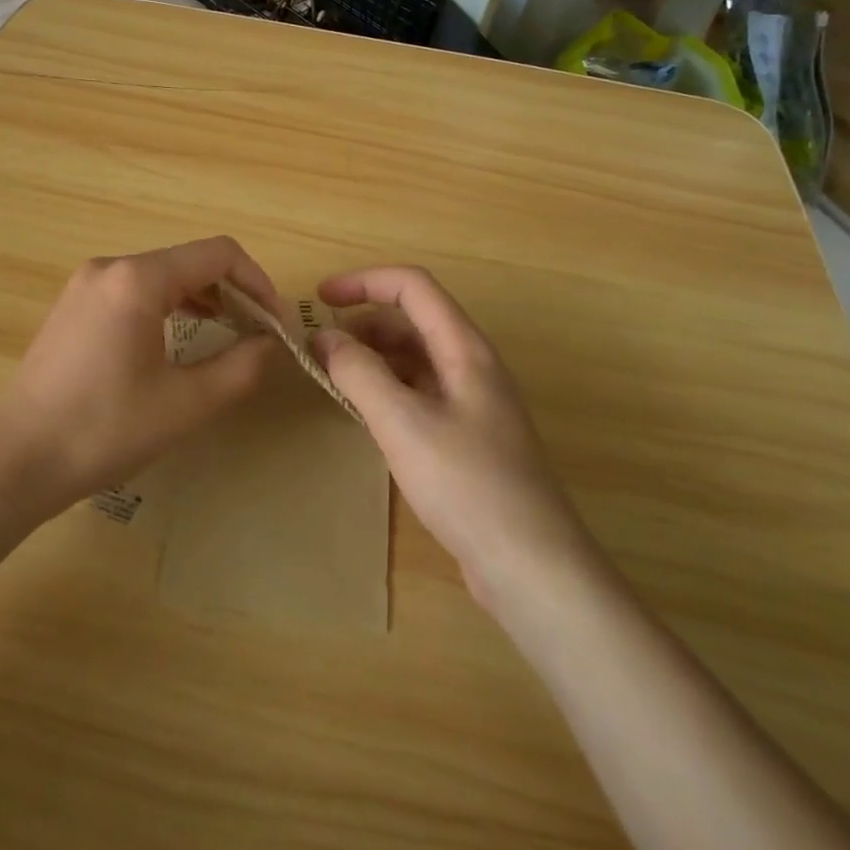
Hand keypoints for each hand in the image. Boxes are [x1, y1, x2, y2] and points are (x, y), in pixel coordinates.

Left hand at [0, 237, 281, 524]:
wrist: (15, 462)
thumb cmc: (104, 430)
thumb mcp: (186, 404)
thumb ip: (242, 367)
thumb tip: (273, 343)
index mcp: (138, 280)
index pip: (219, 254)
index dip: (258, 283)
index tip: (276, 324)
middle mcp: (111, 268)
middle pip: (191, 260)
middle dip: (233, 291)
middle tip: (258, 333)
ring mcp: (87, 285)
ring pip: (163, 274)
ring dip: (204, 298)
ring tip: (229, 333)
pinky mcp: (74, 306)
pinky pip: (136, 290)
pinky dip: (170, 305)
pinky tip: (183, 336)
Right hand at [310, 266, 588, 607]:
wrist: (531, 567)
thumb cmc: (467, 484)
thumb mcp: (403, 423)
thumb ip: (360, 373)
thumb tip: (326, 338)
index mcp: (465, 349)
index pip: (413, 287)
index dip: (364, 282)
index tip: (319, 299)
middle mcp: (471, 366)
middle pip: (413, 321)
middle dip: (363, 324)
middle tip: (318, 349)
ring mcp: (472, 403)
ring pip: (415, 359)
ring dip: (373, 359)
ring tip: (333, 379)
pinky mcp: (467, 437)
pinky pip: (419, 393)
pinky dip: (387, 391)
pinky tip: (364, 415)